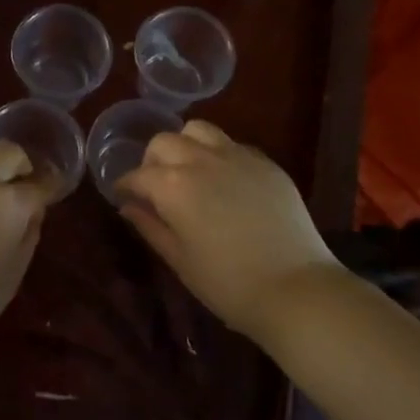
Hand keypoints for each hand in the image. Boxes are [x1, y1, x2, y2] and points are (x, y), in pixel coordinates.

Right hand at [114, 120, 341, 340]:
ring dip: (185, 145)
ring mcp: (237, 156)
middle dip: (153, 160)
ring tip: (190, 171)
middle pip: (164, 141)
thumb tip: (129, 207)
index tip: (123, 196)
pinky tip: (225, 181)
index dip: (125, 185)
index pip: (138, 175)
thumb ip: (150, 226)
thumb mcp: (180, 260)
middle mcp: (201, 159)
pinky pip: (232, 145)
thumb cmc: (228, 284)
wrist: (296, 288)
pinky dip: (219, 155)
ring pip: (199, 130)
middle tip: (156, 186)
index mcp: (173, 185)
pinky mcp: (265, 162)